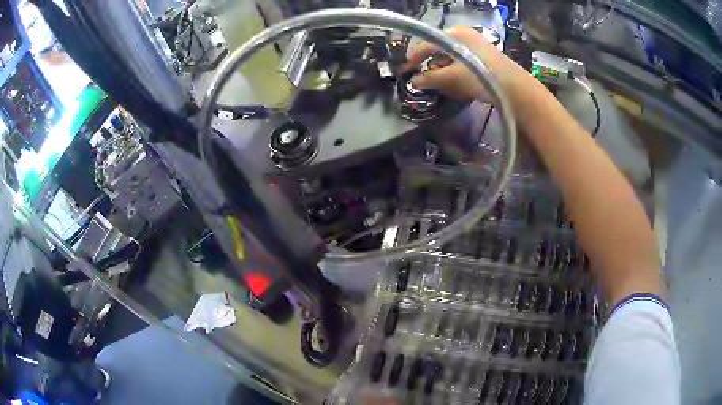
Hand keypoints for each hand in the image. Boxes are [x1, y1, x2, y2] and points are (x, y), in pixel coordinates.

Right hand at [401, 26, 529, 101]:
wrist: (517, 90)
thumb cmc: (483, 77)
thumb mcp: (454, 77)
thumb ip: (431, 78)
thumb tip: (413, 81)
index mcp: (454, 33)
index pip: (426, 44)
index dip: (414, 58)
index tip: (405, 71)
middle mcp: (463, 35)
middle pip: (438, 50)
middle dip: (431, 67)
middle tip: (425, 82)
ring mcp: (474, 46)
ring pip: (450, 58)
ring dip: (443, 72)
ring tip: (443, 87)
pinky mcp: (482, 57)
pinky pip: (461, 62)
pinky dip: (455, 73)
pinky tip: (457, 86)